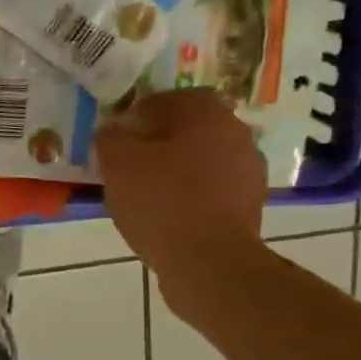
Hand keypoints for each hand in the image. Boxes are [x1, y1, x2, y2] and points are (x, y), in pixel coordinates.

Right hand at [95, 89, 265, 307]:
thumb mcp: (117, 163)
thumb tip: (113, 129)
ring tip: (145, 191)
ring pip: (202, 159)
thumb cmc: (160, 201)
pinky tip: (167, 214)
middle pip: (189, 128)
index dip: (139, 113)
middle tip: (128, 162)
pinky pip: (212, 188)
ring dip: (176, 168)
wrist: (208, 261)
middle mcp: (236, 133)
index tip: (117, 135)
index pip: (169, 98)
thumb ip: (111, 137)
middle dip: (159, 141)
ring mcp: (248, 170)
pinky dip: (190, 194)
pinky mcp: (250, 204)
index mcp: (206, 113)